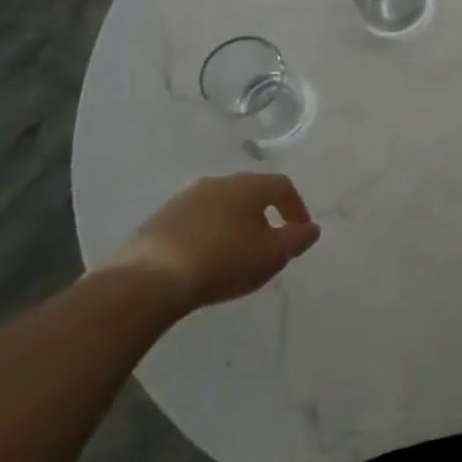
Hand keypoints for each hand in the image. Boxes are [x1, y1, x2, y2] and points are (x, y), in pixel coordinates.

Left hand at [107, 173, 320, 314]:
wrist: (149, 279)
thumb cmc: (223, 261)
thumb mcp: (271, 255)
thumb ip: (296, 240)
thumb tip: (311, 228)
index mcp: (247, 185)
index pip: (281, 186)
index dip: (296, 207)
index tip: (300, 232)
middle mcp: (216, 182)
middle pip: (249, 193)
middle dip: (263, 215)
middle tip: (269, 243)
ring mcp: (183, 198)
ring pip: (220, 206)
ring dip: (233, 224)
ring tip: (236, 254)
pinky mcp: (158, 219)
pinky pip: (195, 221)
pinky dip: (208, 234)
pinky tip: (204, 259)